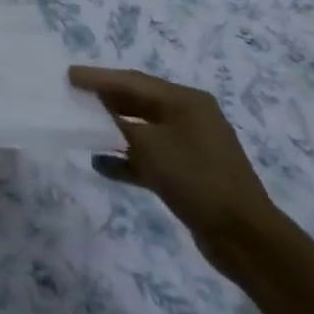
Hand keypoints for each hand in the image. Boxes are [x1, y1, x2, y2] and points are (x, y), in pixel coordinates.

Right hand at [69, 65, 282, 277]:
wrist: (245, 238)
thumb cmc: (197, 179)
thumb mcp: (151, 146)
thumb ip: (117, 124)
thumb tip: (93, 108)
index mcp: (186, 100)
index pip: (133, 81)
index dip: (99, 78)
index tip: (69, 74)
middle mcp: (189, 116)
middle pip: (138, 101)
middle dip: (104, 99)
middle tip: (72, 95)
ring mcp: (191, 146)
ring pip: (142, 130)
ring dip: (112, 130)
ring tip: (80, 127)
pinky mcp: (188, 173)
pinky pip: (149, 157)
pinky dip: (126, 159)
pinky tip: (100, 164)